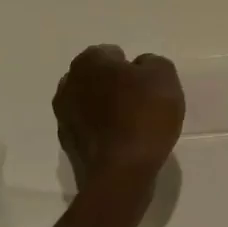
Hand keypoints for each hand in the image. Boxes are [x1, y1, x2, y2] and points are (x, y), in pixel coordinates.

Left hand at [53, 45, 185, 190]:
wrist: (122, 173)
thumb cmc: (143, 114)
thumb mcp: (163, 75)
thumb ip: (151, 63)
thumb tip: (139, 68)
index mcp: (88, 62)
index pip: (110, 53)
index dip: (129, 66)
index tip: (144, 82)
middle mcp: (68, 85)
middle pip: (96, 78)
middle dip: (113, 85)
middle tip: (139, 100)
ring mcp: (63, 118)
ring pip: (90, 104)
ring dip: (105, 109)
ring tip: (132, 123)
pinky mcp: (68, 147)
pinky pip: (89, 129)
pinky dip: (102, 132)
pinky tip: (122, 142)